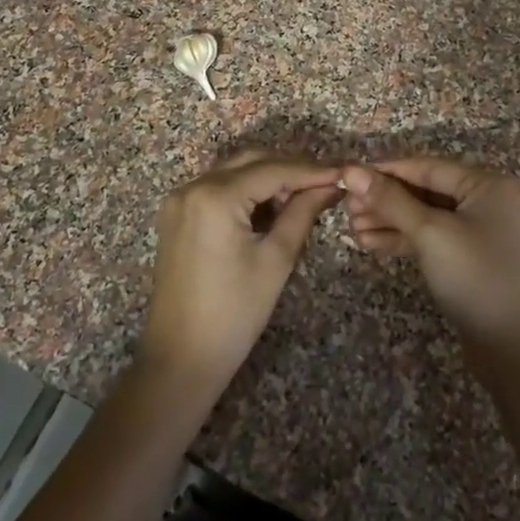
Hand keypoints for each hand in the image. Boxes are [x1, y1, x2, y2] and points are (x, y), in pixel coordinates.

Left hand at [141, 151, 340, 392]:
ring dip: (268, 179)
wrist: (181, 358)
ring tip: (303, 197)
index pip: (272, 170)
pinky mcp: (176, 215)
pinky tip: (271, 208)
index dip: (311, 170)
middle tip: (326, 185)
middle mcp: (192, 187)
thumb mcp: (276, 259)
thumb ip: (303, 213)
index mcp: (214, 196)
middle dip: (289, 170)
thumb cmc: (234, 313)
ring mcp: (179, 200)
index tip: (343, 174)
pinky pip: (217, 189)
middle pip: (251, 162)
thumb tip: (331, 186)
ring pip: (234, 172)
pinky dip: (245, 192)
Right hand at [342, 158, 519, 358]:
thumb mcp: (430, 233)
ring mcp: (478, 230)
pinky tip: (370, 242)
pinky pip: (430, 237)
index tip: (347, 176)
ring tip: (352, 228)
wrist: (512, 347)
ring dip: (388, 220)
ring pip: (424, 215)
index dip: (385, 171)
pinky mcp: (468, 256)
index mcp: (486, 184)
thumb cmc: (475, 277)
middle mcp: (485, 200)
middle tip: (346, 209)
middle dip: (384, 199)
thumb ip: (390, 200)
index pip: (426, 167)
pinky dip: (402, 238)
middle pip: (424, 190)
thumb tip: (351, 170)